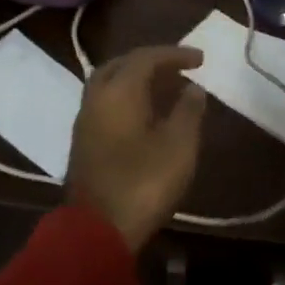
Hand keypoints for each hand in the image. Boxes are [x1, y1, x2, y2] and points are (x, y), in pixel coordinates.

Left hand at [66, 45, 207, 251]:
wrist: (98, 229)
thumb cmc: (143, 183)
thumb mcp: (179, 146)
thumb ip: (188, 111)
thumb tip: (193, 88)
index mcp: (118, 91)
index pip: (146, 57)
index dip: (175, 54)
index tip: (201, 60)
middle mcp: (96, 97)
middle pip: (123, 65)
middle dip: (153, 62)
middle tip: (181, 70)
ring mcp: (85, 119)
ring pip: (111, 83)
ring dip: (138, 80)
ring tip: (168, 90)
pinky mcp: (83, 140)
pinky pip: (106, 103)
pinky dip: (128, 97)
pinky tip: (147, 114)